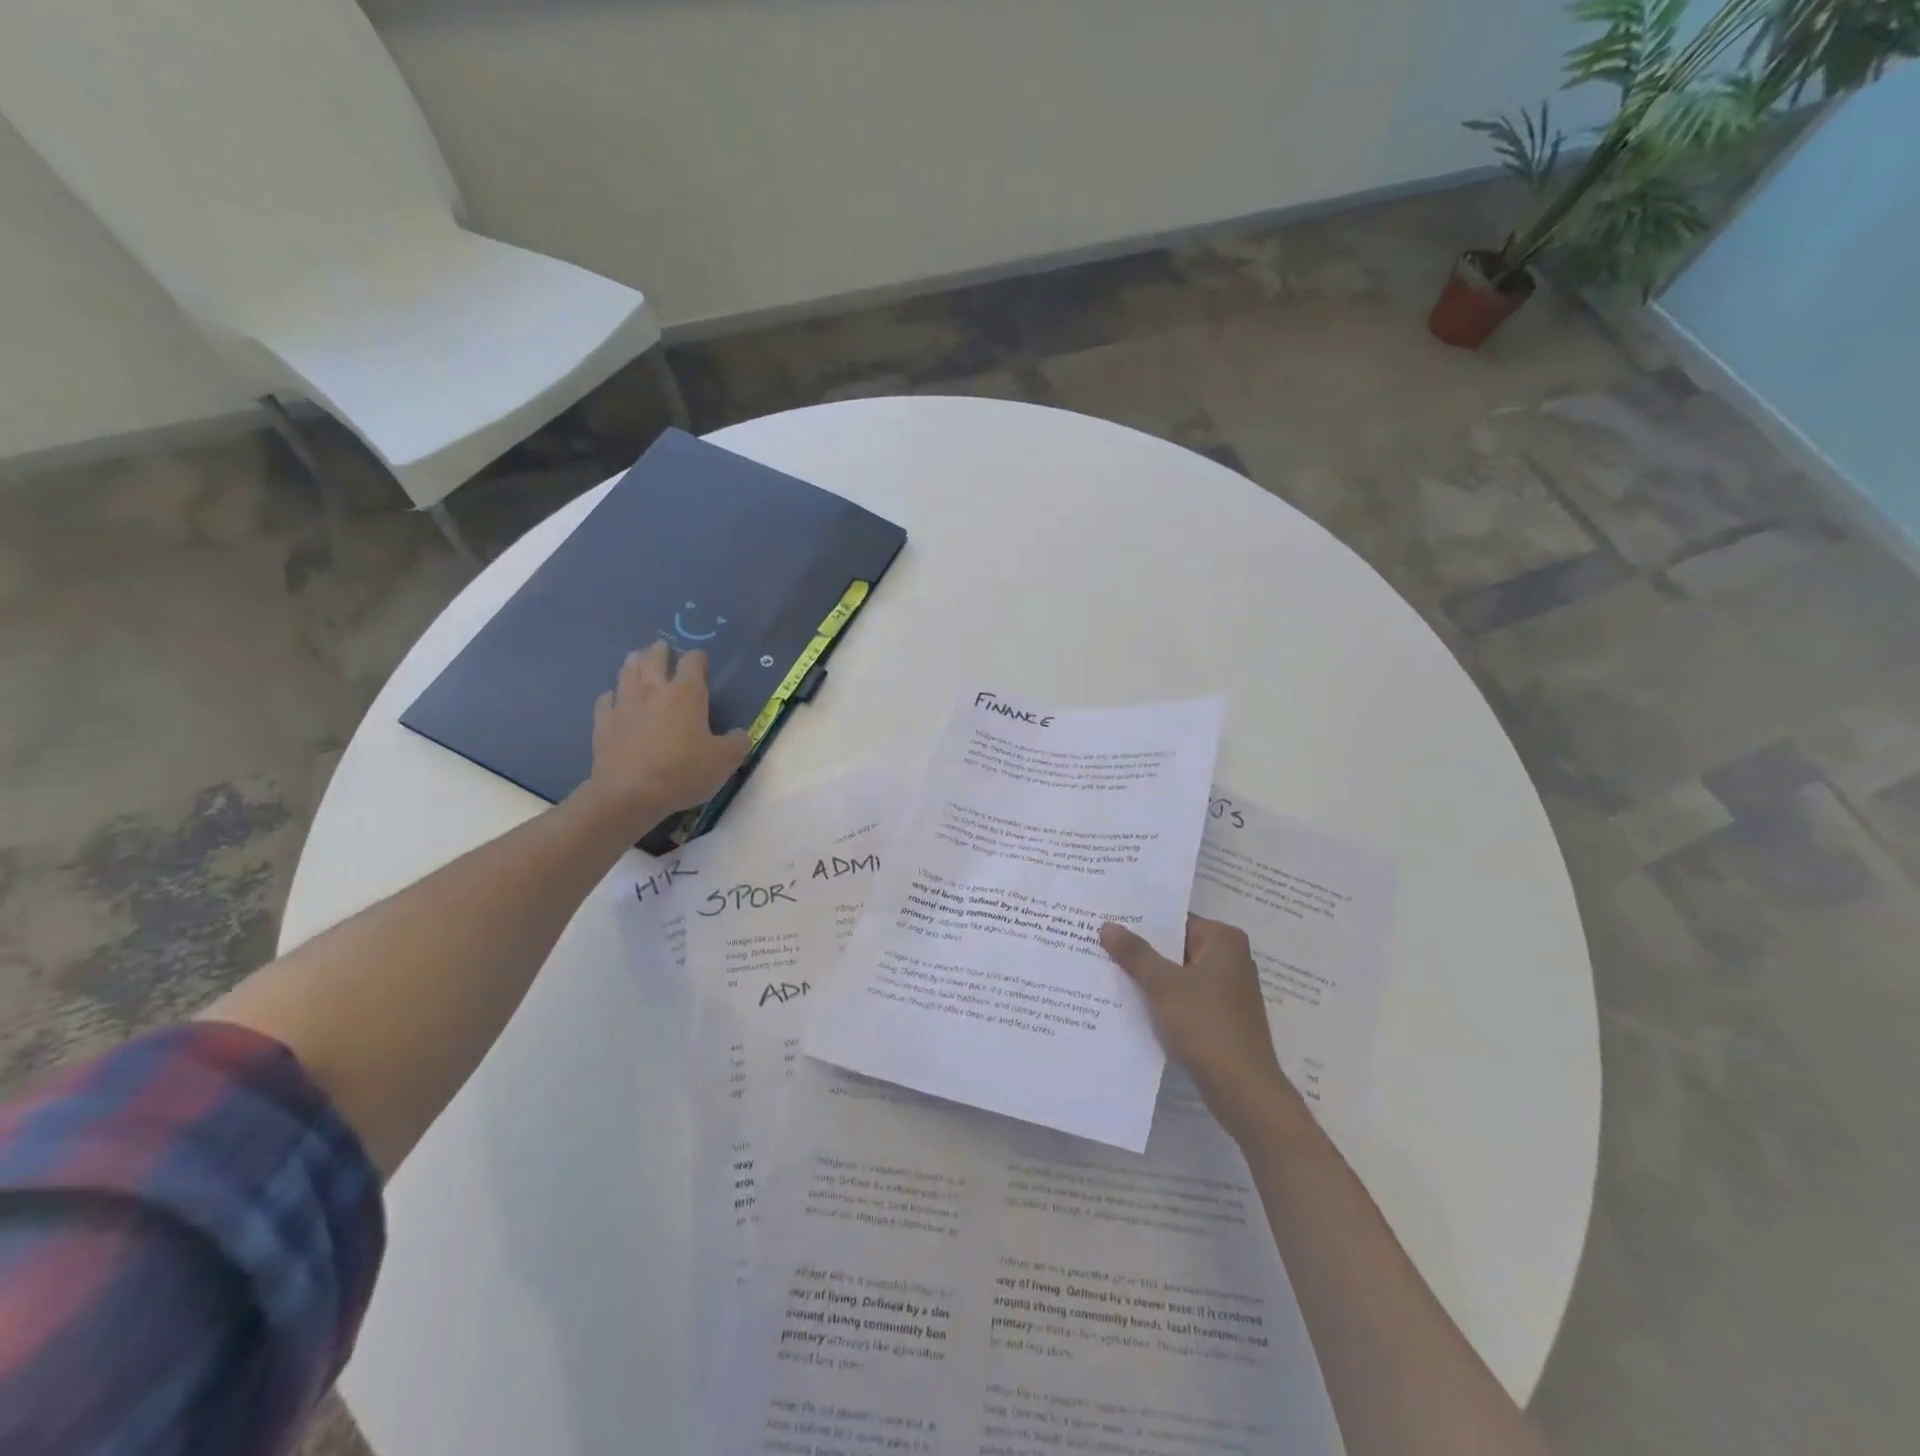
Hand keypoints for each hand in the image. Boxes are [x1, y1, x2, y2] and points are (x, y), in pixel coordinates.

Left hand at [584, 643, 748, 833]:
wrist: (630, 794)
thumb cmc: (683, 772)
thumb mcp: (725, 761)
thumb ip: (737, 743)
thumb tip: (740, 734)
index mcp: (686, 694)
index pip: (693, 663)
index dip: (698, 659)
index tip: (700, 661)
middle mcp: (654, 691)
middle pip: (654, 659)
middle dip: (660, 651)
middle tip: (662, 648)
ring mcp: (625, 705)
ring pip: (627, 672)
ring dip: (634, 662)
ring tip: (636, 658)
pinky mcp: (603, 723)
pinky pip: (605, 701)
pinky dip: (611, 696)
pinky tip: (614, 699)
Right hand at [1099, 916, 1306, 1141]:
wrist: (1243, 1090)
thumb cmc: (1206, 1025)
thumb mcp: (1164, 985)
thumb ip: (1135, 953)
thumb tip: (1108, 926)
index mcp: (1224, 941)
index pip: (1175, 920)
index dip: (1141, 921)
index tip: (1108, 920)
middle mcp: (1230, 959)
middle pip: (1176, 946)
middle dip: (1141, 949)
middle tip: (1099, 942)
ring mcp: (1226, 990)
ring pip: (1178, 974)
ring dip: (1149, 976)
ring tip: (1106, 969)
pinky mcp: (1220, 1017)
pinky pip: (1183, 997)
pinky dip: (1161, 998)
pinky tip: (1130, 1001)